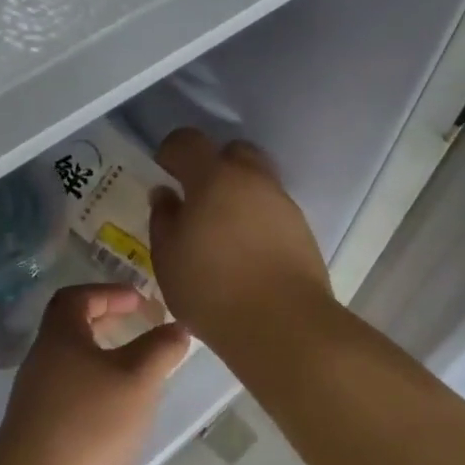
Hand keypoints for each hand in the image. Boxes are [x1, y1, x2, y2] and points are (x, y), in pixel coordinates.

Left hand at [0, 284, 188, 464]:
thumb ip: (161, 349)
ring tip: (139, 371)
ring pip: (73, 362)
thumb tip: (177, 327)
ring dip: (105, 358)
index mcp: (59, 336)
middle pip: (72, 327)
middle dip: (108, 322)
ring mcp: (37, 395)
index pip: (77, 296)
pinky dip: (97, 388)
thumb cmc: (89, 422)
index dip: (109, 292)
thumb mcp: (137, 379)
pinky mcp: (40, 427)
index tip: (140, 301)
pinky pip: (71, 392)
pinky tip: (120, 410)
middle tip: (141, 328)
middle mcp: (42, 359)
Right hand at [148, 128, 332, 359]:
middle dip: (213, 166)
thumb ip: (163, 219)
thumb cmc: (211, 289)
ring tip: (222, 231)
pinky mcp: (301, 229)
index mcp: (214, 178)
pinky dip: (256, 218)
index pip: (188, 141)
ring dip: (238, 194)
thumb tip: (166, 195)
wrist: (281, 323)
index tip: (163, 170)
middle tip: (197, 198)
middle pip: (233, 152)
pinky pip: (272, 209)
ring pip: (257, 181)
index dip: (171, 151)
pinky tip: (245, 251)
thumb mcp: (168, 258)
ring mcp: (282, 203)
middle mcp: (252, 180)